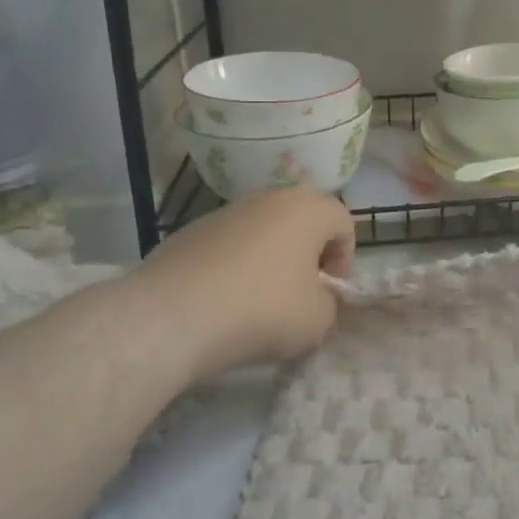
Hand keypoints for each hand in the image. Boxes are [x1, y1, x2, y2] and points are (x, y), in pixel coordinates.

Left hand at [136, 187, 355, 381]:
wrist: (174, 316)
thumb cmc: (264, 310)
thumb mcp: (319, 320)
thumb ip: (329, 303)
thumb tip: (315, 298)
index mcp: (307, 209)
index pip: (343, 222)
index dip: (345, 258)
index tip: (330, 291)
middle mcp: (268, 198)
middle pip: (301, 221)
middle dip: (307, 254)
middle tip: (301, 292)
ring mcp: (224, 212)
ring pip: (263, 231)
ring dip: (270, 259)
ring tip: (259, 301)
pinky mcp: (189, 232)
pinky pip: (228, 246)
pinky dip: (234, 267)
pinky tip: (223, 302)